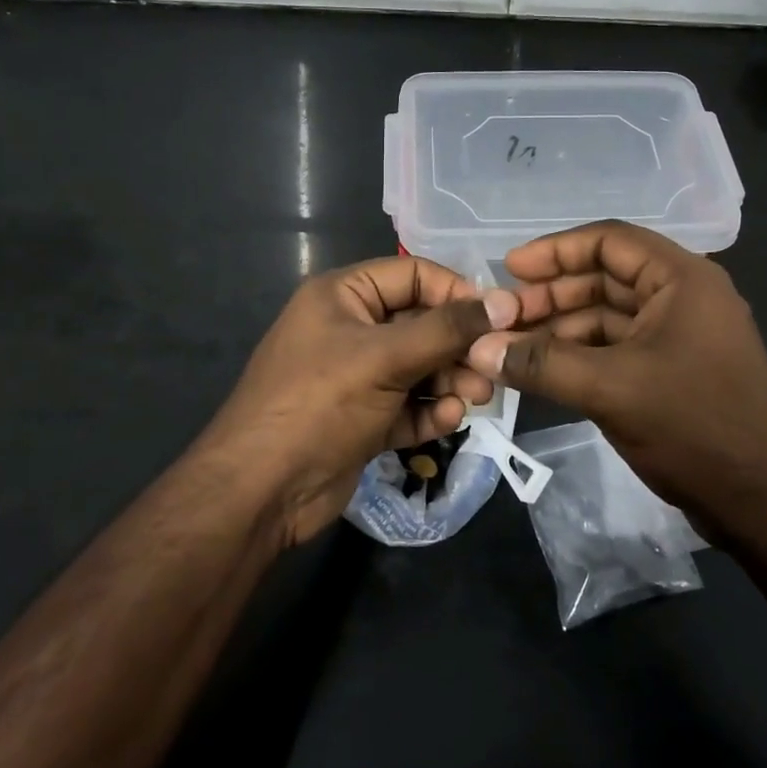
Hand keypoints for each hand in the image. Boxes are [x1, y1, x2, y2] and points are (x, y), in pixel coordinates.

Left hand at [202, 256, 517, 544]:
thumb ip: (447, 329)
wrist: (261, 492)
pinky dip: (429, 410)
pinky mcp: (363, 418)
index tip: (498, 318)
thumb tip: (505, 302)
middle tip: (491, 368)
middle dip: (458, 346)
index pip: (413, 275)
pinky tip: (447, 420)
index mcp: (343, 295)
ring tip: (477, 398)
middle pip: (421, 323)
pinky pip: (408, 404)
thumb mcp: (385, 357)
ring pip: (419, 367)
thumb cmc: (320, 404)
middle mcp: (350, 329)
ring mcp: (356, 376)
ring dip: (450, 380)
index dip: (456, 292)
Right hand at [467, 221, 766, 530]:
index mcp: (681, 279)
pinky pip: (617, 349)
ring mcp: (679, 336)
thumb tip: (480, 348)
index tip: (509, 269)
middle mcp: (683, 297)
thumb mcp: (611, 389)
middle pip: (605, 278)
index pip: (609, 241)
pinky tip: (543, 372)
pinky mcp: (673, 371)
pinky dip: (580, 356)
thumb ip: (543, 364)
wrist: (765, 501)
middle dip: (552, 295)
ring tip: (512, 348)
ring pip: (608, 317)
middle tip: (502, 317)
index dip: (555, 251)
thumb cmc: (694, 426)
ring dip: (561, 329)